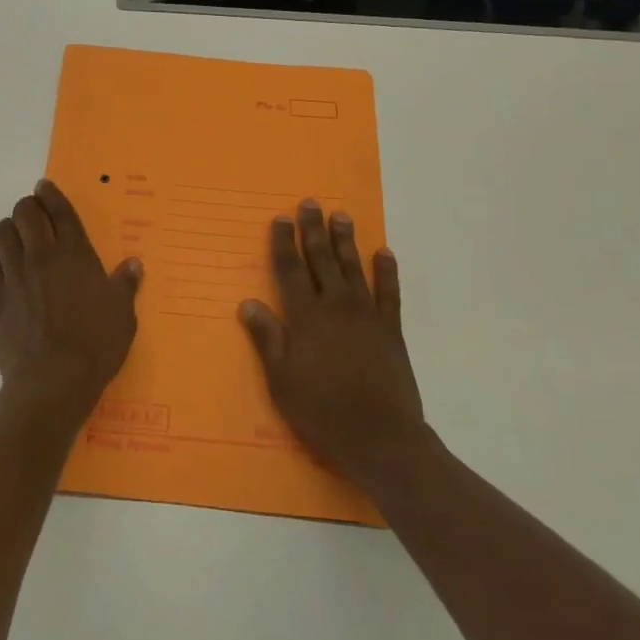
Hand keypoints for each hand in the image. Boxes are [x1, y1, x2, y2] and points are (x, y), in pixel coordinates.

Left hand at [0, 179, 142, 430]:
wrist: (54, 381)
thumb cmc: (96, 345)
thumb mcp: (124, 315)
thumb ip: (125, 285)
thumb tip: (133, 264)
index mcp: (76, 255)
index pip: (60, 212)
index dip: (51, 195)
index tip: (44, 186)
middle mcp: (42, 257)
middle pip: (25, 214)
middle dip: (27, 206)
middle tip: (33, 212)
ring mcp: (17, 277)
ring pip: (1, 235)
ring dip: (8, 230)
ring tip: (17, 238)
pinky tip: (3, 275)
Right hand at [239, 201, 432, 492]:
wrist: (379, 436)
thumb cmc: (321, 410)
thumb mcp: (281, 379)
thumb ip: (267, 338)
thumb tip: (248, 303)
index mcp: (305, 317)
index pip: (290, 270)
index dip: (284, 243)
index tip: (281, 218)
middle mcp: (335, 306)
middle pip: (322, 260)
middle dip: (314, 230)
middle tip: (311, 203)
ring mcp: (366, 315)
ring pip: (353, 268)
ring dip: (346, 240)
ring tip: (342, 215)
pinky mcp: (391, 330)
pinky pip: (389, 293)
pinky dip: (387, 271)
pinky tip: (384, 253)